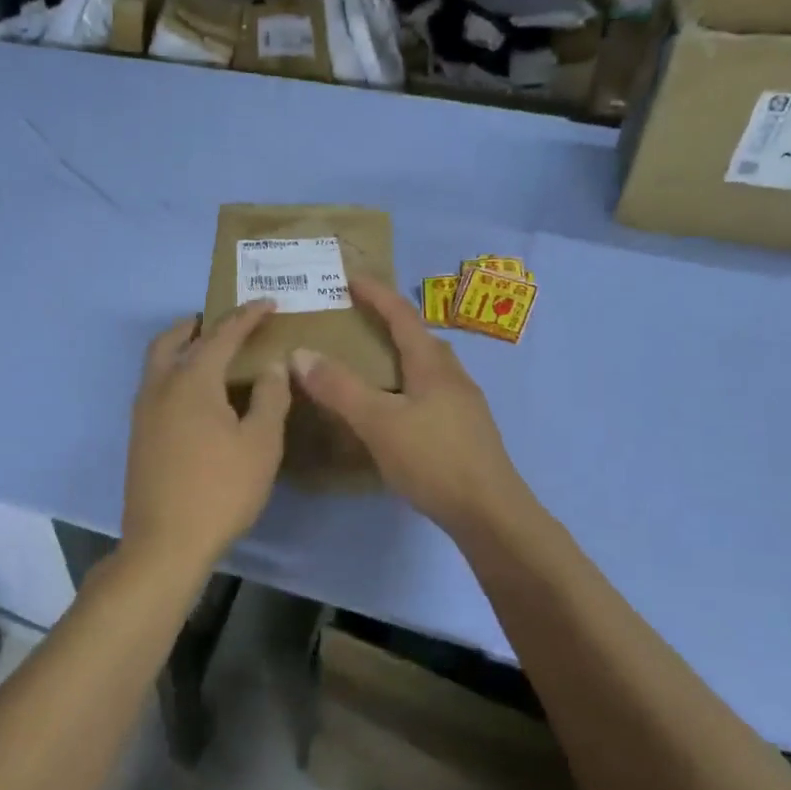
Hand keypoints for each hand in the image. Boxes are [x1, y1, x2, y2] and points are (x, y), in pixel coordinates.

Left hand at [122, 301, 290, 570]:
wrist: (166, 543)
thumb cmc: (221, 490)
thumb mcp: (261, 444)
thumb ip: (270, 397)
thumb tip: (271, 365)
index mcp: (191, 381)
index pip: (222, 335)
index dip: (246, 316)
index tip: (268, 304)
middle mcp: (159, 387)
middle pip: (172, 340)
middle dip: (198, 325)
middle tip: (223, 323)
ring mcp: (143, 413)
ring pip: (158, 364)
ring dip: (181, 348)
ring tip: (209, 354)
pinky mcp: (138, 436)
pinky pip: (155, 387)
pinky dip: (174, 374)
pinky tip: (195, 397)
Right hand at [291, 277, 526, 534]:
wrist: (490, 513)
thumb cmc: (434, 460)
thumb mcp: (379, 422)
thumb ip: (339, 388)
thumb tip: (300, 353)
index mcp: (432, 365)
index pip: (401, 315)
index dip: (376, 293)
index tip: (350, 277)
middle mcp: (452, 376)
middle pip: (419, 338)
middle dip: (389, 322)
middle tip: (357, 320)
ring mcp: (463, 405)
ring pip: (427, 367)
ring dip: (400, 356)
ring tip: (370, 364)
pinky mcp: (465, 431)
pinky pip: (430, 392)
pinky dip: (406, 386)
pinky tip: (394, 410)